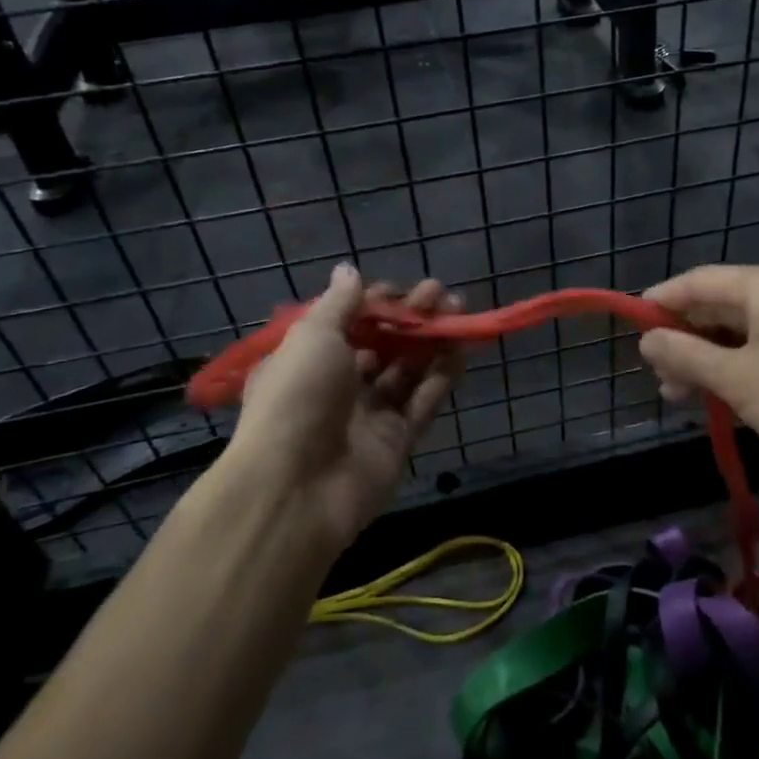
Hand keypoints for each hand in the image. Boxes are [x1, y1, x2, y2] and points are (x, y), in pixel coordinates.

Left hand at [229, 266, 462, 544]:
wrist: (296, 488)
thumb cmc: (298, 397)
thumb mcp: (312, 336)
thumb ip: (339, 304)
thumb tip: (349, 271)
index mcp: (307, 361)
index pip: (346, 324)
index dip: (373, 304)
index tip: (399, 289)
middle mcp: (337, 386)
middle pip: (381, 344)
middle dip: (411, 318)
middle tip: (443, 294)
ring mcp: (368, 416)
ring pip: (407, 371)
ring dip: (431, 341)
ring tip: (460, 313)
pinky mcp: (397, 442)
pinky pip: (423, 403)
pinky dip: (441, 377)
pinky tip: (462, 351)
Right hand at [639, 264, 758, 489]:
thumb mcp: (736, 377)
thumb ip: (686, 356)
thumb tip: (646, 340)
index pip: (698, 281)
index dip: (661, 300)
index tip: (632, 323)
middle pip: (715, 308)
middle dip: (682, 340)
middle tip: (655, 371)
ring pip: (734, 336)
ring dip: (703, 362)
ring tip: (676, 394)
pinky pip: (755, 353)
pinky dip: (730, 372)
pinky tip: (712, 400)